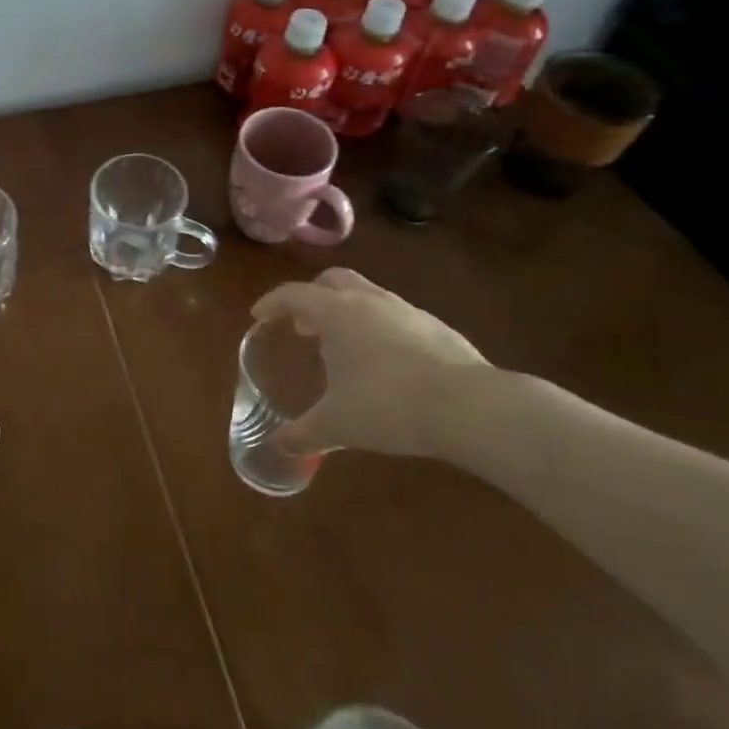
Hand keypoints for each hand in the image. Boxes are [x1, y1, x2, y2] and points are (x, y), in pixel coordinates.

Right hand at [253, 267, 491, 459]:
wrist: (469, 406)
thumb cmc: (387, 405)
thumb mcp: (336, 425)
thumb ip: (302, 435)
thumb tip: (275, 448)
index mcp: (336, 312)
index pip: (294, 294)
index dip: (272, 303)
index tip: (259, 315)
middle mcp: (369, 301)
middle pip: (332, 280)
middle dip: (313, 297)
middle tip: (303, 326)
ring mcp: (407, 310)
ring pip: (367, 295)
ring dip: (348, 312)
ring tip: (344, 348)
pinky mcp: (437, 327)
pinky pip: (396, 317)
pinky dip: (380, 329)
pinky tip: (386, 364)